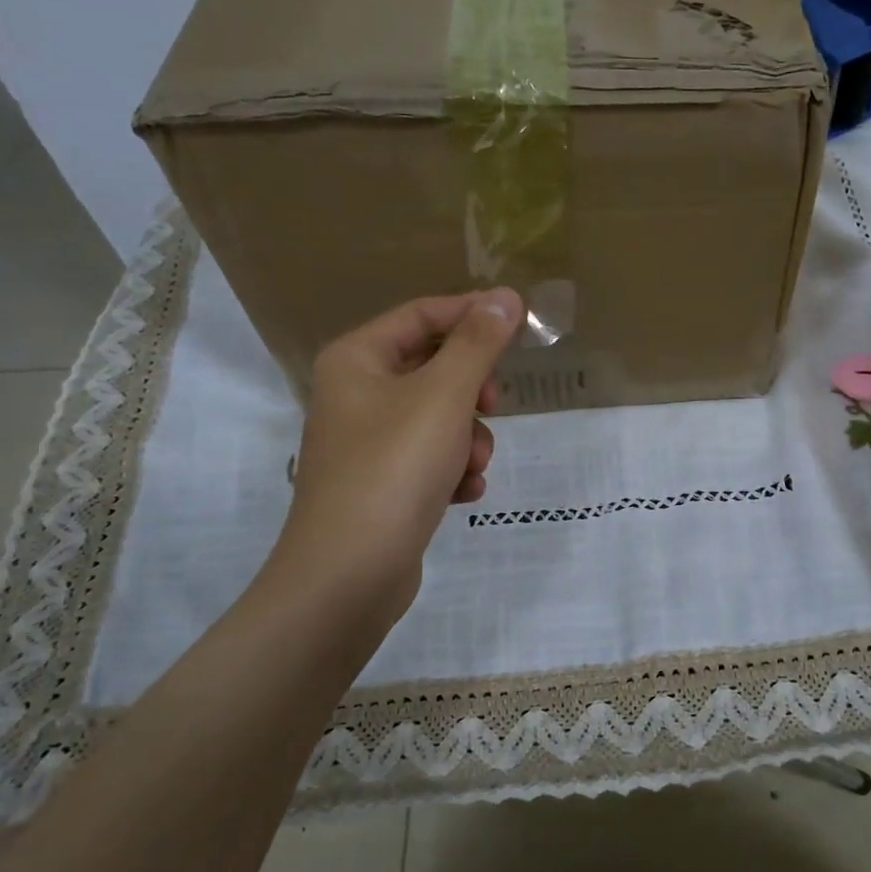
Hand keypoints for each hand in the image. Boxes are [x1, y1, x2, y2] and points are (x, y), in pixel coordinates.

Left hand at [265, 290, 521, 632]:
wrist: (349, 574)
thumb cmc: (394, 468)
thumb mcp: (444, 396)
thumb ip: (478, 343)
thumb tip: (505, 297)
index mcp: (357, 360)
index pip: (422, 315)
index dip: (472, 314)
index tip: (521, 322)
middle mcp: (356, 394)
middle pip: (434, 368)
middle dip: (472, 391)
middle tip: (493, 405)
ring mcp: (368, 442)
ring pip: (440, 418)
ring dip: (469, 438)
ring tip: (472, 465)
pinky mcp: (383, 484)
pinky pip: (431, 458)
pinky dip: (453, 470)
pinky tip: (463, 493)